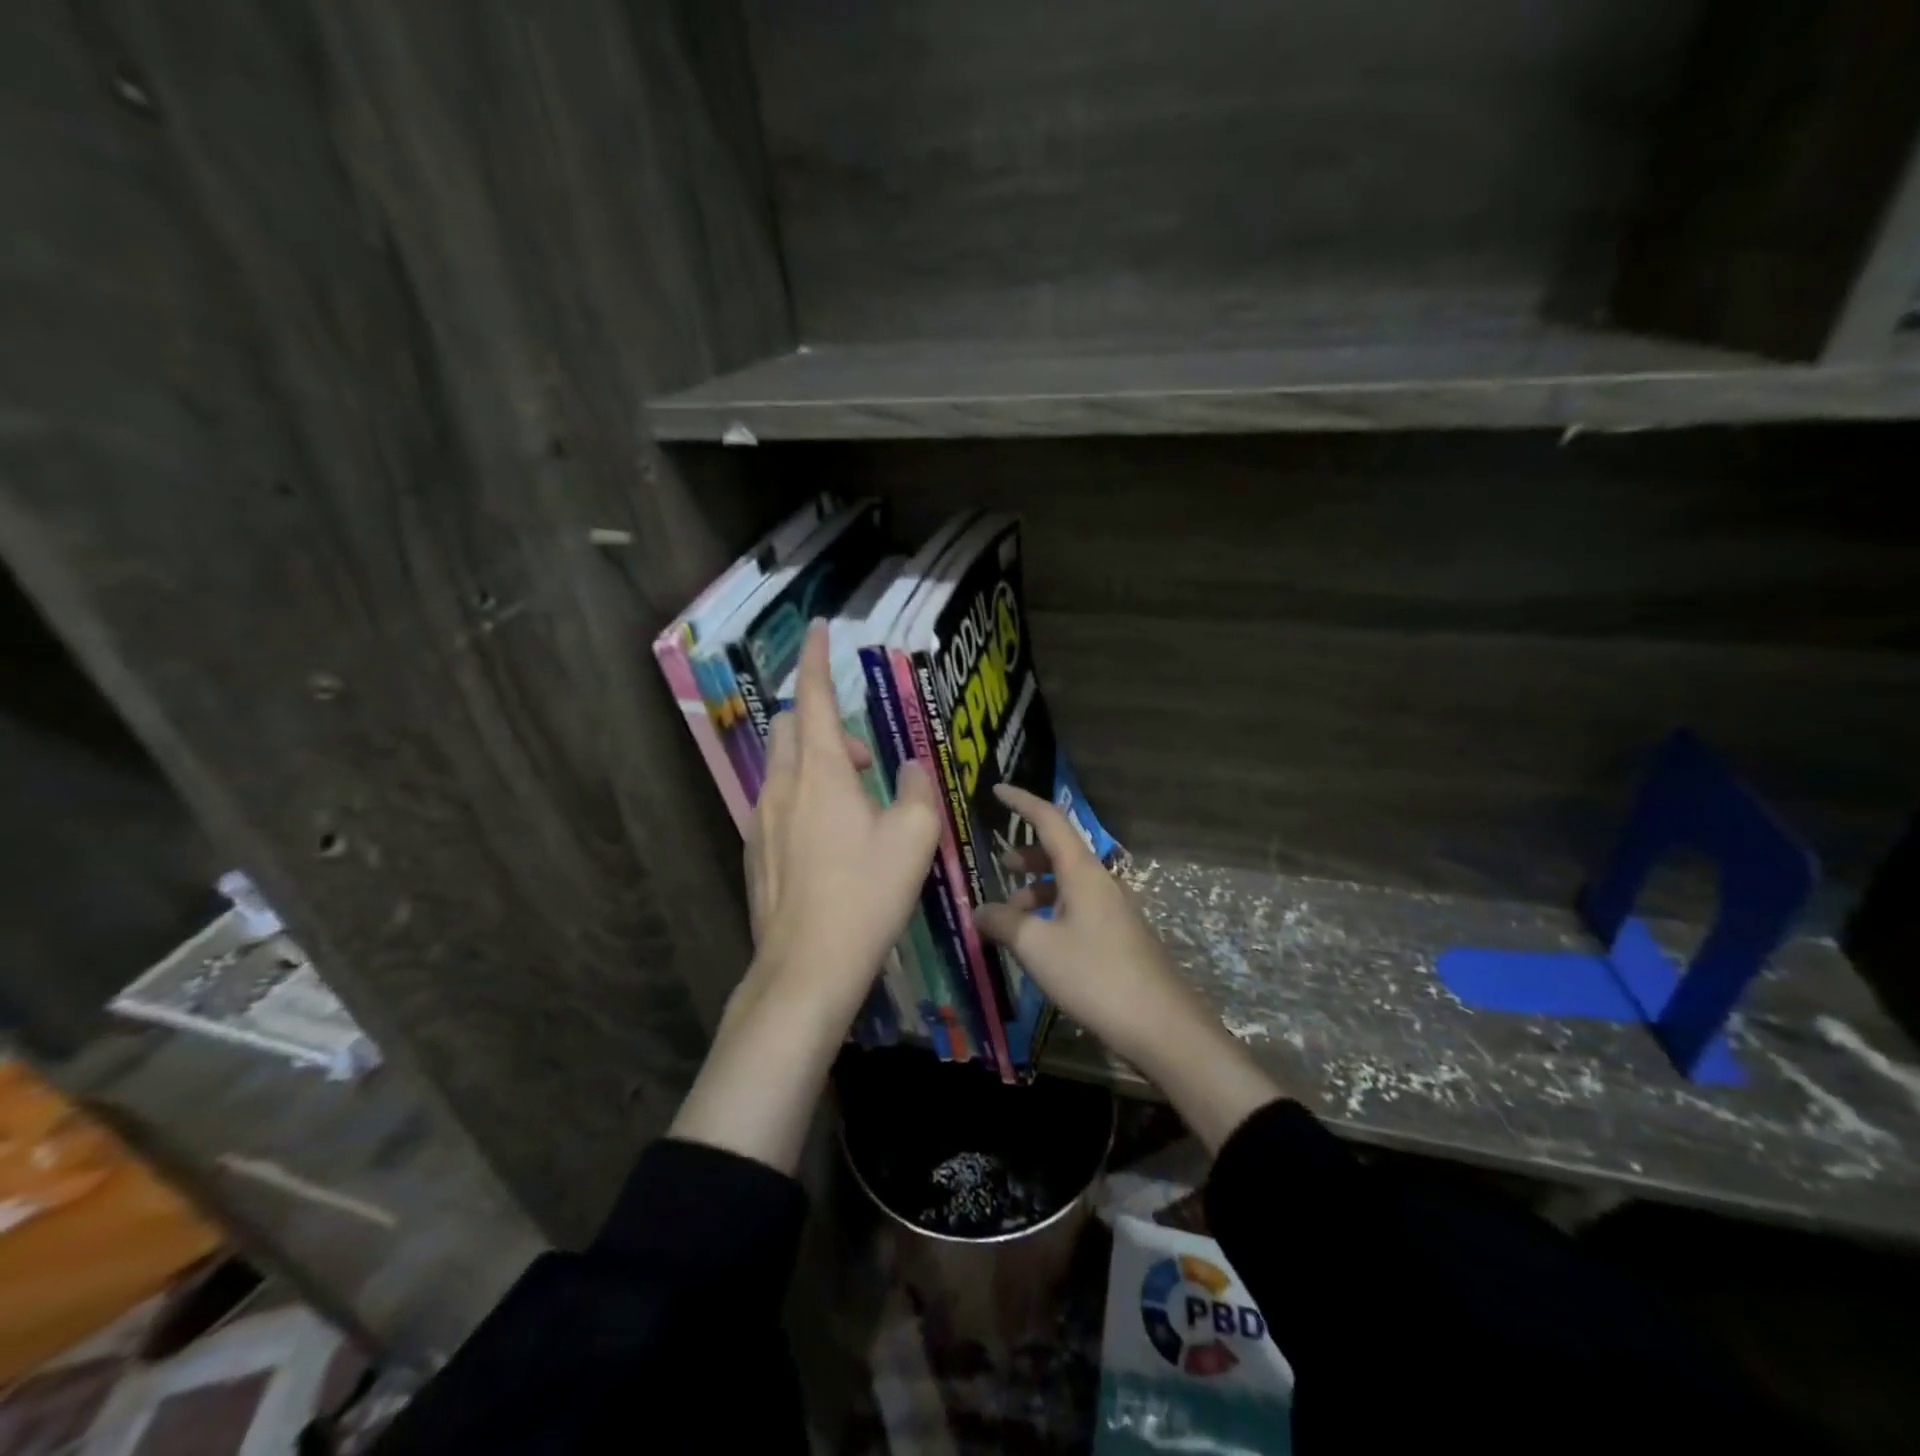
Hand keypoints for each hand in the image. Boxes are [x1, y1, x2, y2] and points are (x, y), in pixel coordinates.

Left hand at [672, 620, 941, 1174]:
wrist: (806, 967)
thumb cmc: (866, 895)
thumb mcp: (913, 838)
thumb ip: (915, 789)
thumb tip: (907, 768)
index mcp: (821, 772)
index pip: (814, 696)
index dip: (815, 658)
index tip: (818, 628)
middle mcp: (782, 786)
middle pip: (792, 726)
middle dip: (825, 722)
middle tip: (867, 758)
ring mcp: (761, 819)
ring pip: (784, 765)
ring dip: (818, 763)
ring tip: (857, 802)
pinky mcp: (755, 850)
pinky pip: (777, 801)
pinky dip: (804, 796)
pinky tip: (830, 839)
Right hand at [972, 784, 1194, 1067]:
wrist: (1160, 1025)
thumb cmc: (1095, 976)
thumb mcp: (1037, 948)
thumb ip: (1003, 923)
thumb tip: (979, 911)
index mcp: (1082, 872)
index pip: (1049, 820)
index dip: (1022, 802)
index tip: (997, 790)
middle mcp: (1100, 882)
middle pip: (1059, 852)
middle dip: (1027, 855)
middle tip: (1001, 867)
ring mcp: (1113, 909)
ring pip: (1068, 884)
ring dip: (1037, 891)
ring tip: (1011, 917)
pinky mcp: (1118, 936)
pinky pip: (1077, 909)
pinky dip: (1052, 913)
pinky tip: (1038, 943)